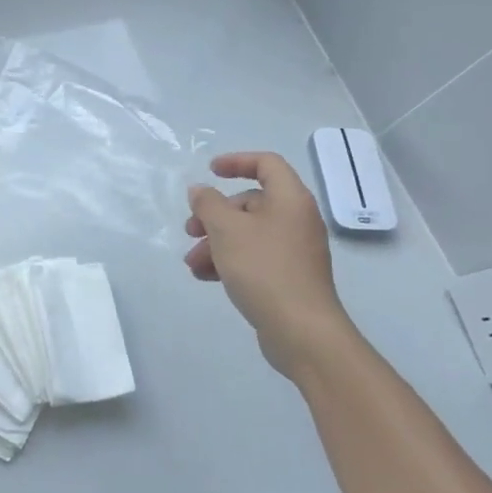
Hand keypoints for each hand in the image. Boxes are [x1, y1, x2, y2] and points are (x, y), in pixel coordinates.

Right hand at [185, 152, 356, 375]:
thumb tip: (200, 190)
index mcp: (290, 199)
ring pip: (248, 233)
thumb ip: (208, 204)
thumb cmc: (263, 268)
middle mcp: (297, 219)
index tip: (210, 171)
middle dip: (215, 215)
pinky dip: (230, 261)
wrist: (301, 330)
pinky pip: (255, 257)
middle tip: (190, 230)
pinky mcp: (289, 276)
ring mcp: (295, 250)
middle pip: (251, 202)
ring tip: (192, 263)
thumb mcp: (226, 229)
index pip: (266, 164)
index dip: (236, 162)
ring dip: (216, 242)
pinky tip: (206, 277)